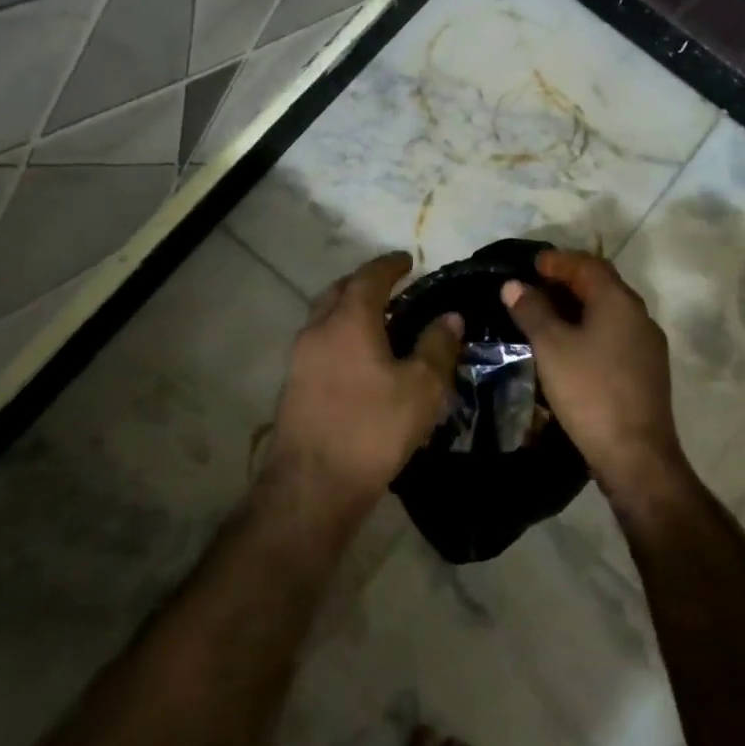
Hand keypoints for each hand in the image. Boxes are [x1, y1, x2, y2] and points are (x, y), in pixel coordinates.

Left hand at [269, 252, 461, 520]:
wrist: (313, 485)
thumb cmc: (373, 428)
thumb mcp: (422, 388)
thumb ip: (438, 346)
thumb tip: (450, 317)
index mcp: (349, 320)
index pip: (369, 277)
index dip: (389, 264)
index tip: (407, 259)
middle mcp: (318, 330)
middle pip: (339, 291)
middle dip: (364, 282)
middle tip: (391, 287)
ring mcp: (300, 358)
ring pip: (325, 318)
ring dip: (349, 310)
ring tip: (379, 322)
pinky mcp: (294, 385)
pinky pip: (320, 343)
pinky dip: (340, 335)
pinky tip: (360, 359)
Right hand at [501, 250, 684, 498]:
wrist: (636, 455)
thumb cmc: (590, 392)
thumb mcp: (551, 347)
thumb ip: (532, 310)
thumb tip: (514, 285)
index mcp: (619, 301)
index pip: (588, 264)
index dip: (558, 260)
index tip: (531, 265)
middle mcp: (639, 315)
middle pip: (602, 284)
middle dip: (568, 280)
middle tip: (535, 286)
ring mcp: (647, 344)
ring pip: (609, 311)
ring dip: (579, 306)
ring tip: (547, 315)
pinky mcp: (647, 370)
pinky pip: (615, 334)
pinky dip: (590, 328)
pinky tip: (571, 346)